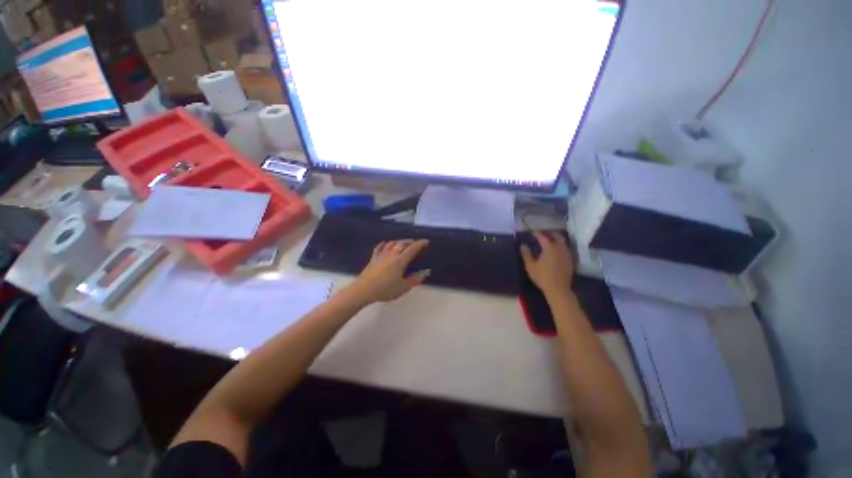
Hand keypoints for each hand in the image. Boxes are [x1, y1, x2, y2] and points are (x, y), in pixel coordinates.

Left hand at [346, 239, 430, 305]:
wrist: (364, 290)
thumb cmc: (385, 290)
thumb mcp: (403, 288)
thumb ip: (415, 279)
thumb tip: (425, 272)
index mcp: (400, 261)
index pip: (412, 249)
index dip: (420, 244)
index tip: (426, 241)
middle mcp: (391, 255)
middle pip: (402, 243)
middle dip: (410, 241)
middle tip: (416, 243)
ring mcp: (381, 255)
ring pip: (392, 243)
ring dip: (399, 241)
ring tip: (403, 243)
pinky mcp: (373, 258)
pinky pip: (380, 247)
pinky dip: (385, 244)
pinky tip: (386, 244)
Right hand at [520, 232, 574, 296]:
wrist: (558, 289)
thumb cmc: (542, 276)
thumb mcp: (530, 266)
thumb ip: (526, 254)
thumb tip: (523, 245)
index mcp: (549, 247)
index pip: (542, 236)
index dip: (536, 233)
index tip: (531, 232)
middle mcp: (560, 248)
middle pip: (556, 236)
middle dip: (549, 233)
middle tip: (542, 233)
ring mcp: (567, 254)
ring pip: (563, 242)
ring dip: (556, 239)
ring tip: (549, 240)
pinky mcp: (570, 260)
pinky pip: (566, 248)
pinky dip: (560, 246)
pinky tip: (556, 250)